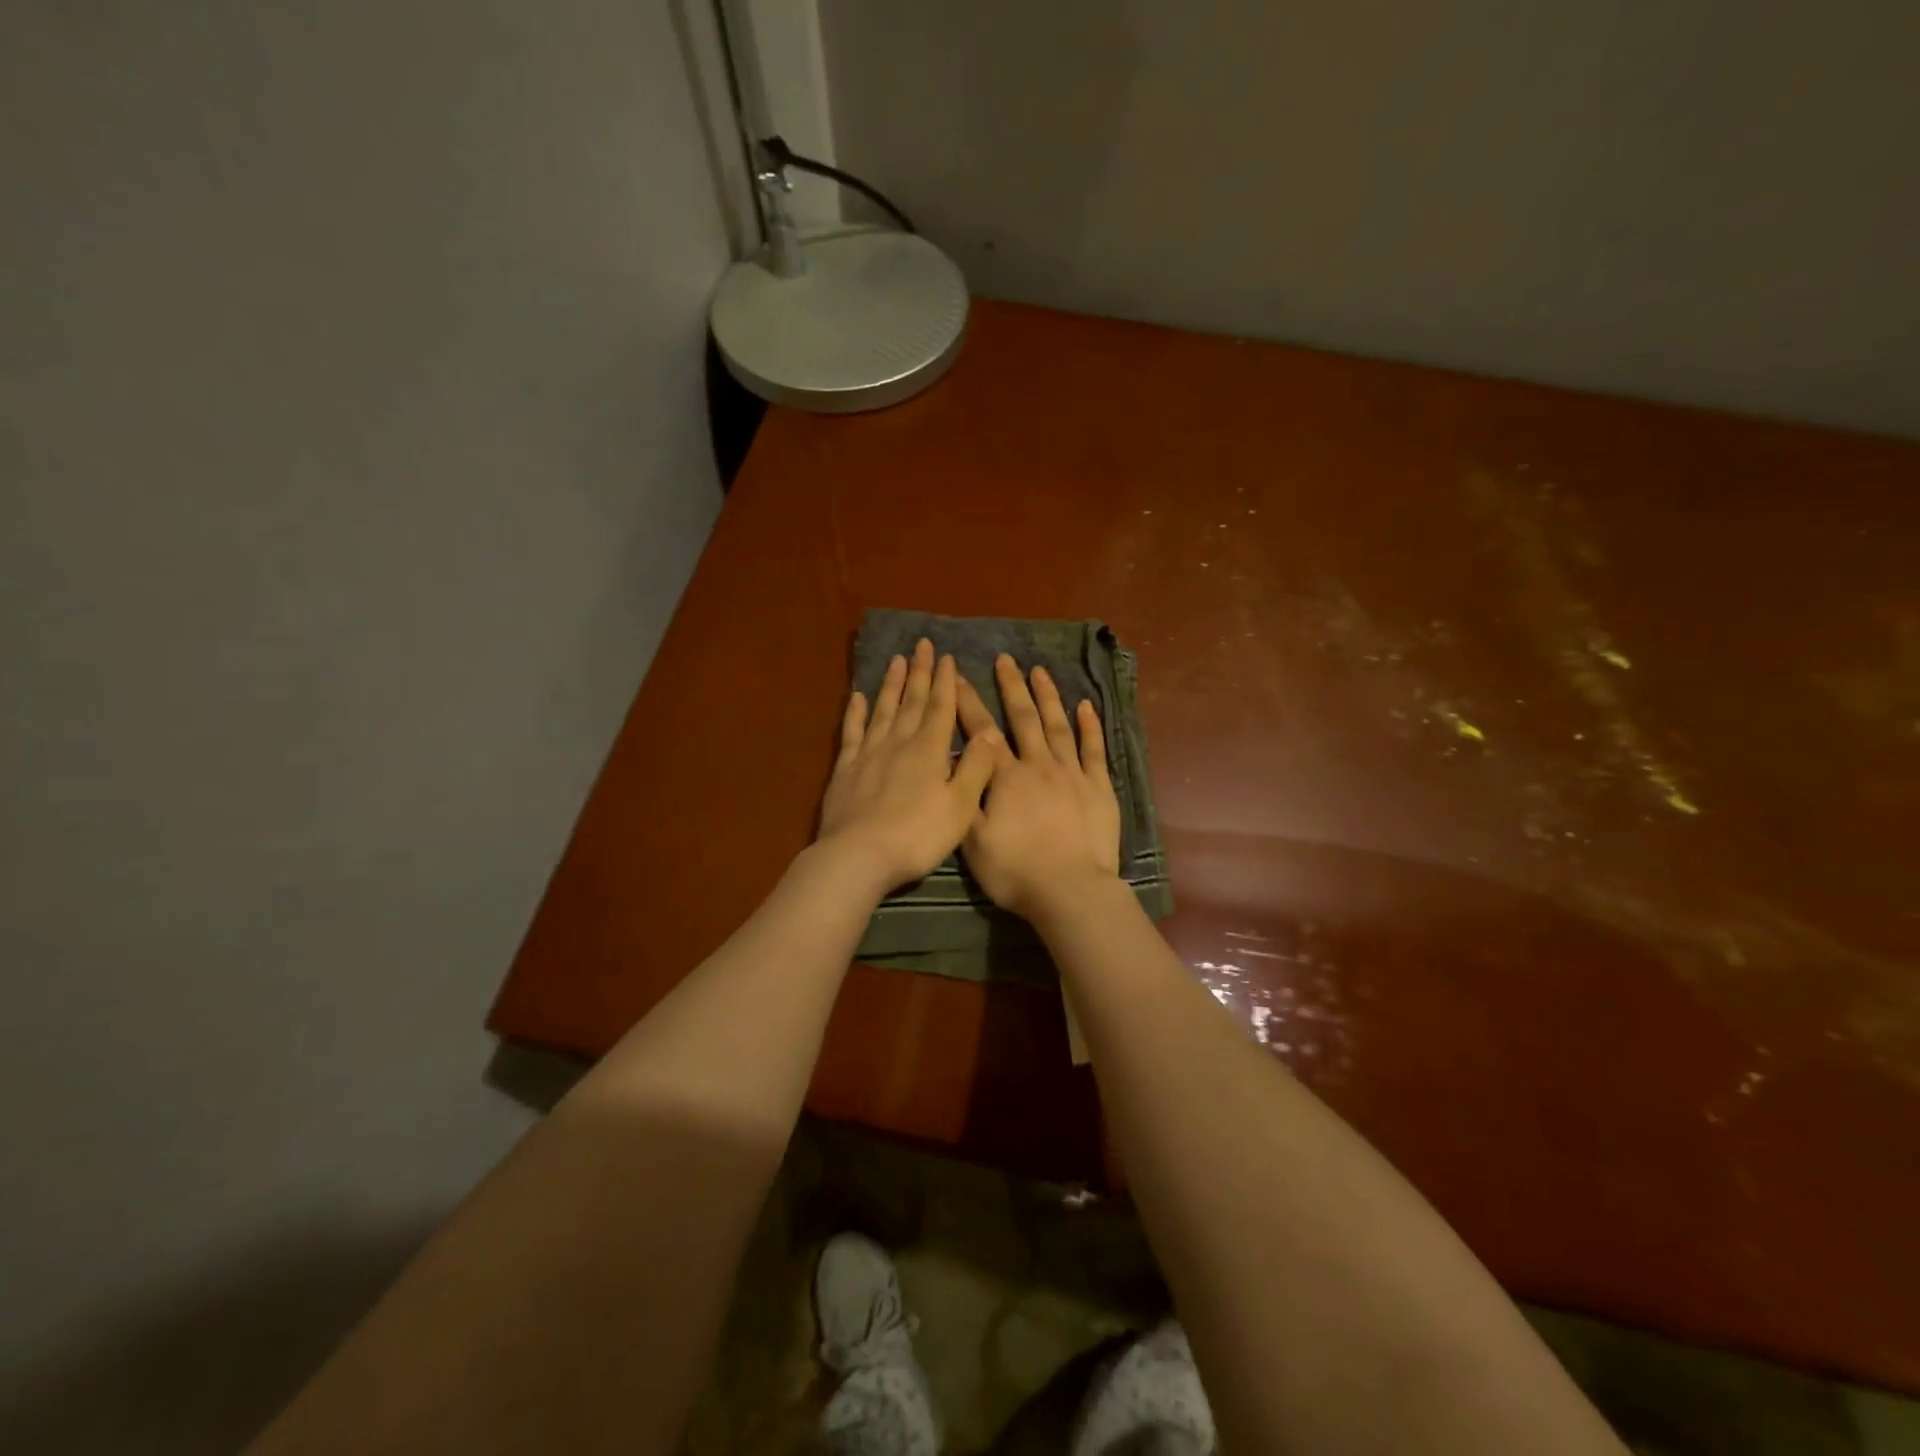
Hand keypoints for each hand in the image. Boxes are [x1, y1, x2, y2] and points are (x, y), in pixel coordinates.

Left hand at [817, 639, 998, 893]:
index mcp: (929, 750)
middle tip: (921, 645)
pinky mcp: (845, 770)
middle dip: (919, 673)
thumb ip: (975, 768)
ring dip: (891, 684)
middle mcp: (899, 743)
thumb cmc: (918, 835)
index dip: (944, 682)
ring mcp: (868, 754)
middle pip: (911, 701)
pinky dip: (856, 712)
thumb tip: (989, 734)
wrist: (859, 855)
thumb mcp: (960, 806)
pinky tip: (858, 697)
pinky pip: (852, 732)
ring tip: (897, 660)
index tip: (946, 657)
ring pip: (883, 710)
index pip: (940, 708)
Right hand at [958, 654, 1121, 919]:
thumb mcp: (972, 840)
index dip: (969, 702)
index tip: (960, 677)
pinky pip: (1094, 749)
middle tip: (1006, 659)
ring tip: (1039, 671)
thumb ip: (965, 797)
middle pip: (1023, 718)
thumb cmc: (1015, 871)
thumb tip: (957, 760)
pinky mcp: (1099, 788)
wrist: (1070, 890)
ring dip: (1048, 697)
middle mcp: (1038, 765)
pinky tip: (1086, 706)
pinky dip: (1090, 726)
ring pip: (1058, 726)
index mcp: (1005, 778)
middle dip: (1012, 687)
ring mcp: (1072, 774)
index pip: (982, 732)